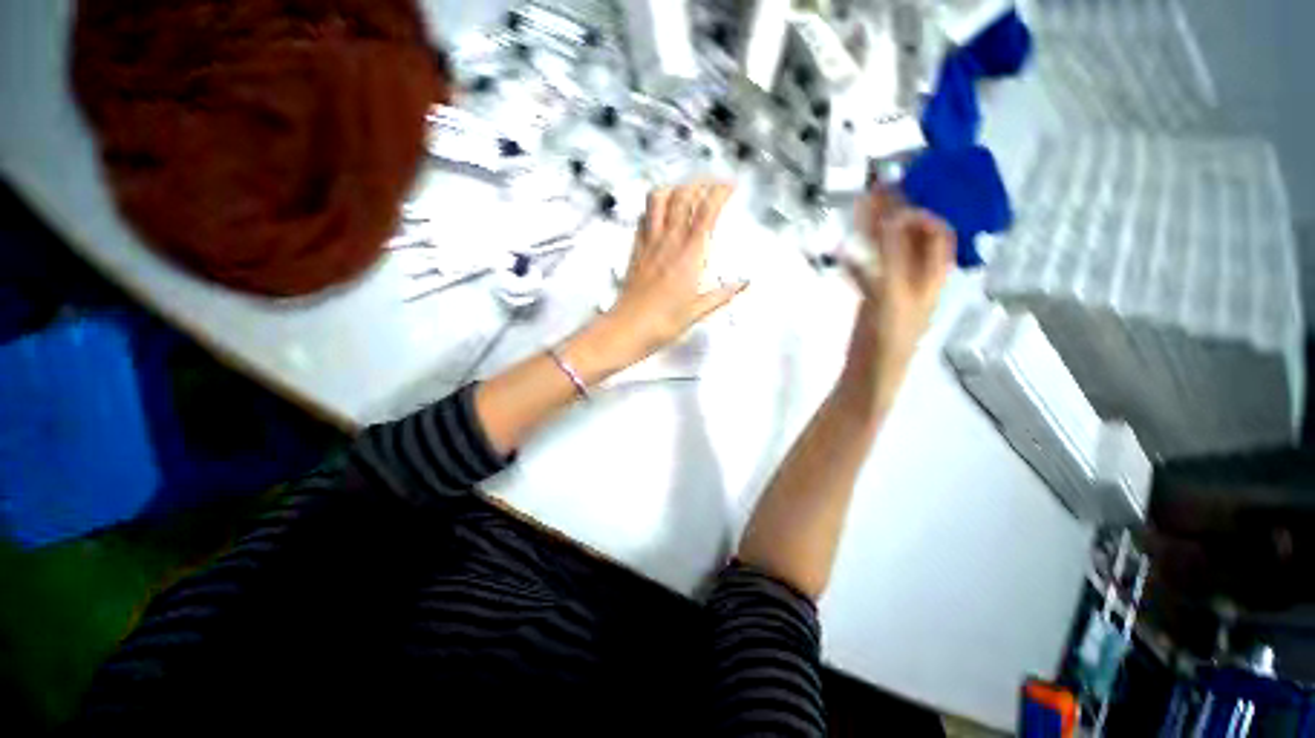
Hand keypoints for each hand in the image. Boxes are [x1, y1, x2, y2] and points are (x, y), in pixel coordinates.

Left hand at [607, 181, 745, 358]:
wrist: (627, 329)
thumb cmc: (661, 324)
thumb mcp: (698, 312)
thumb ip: (722, 295)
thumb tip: (743, 284)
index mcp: (688, 257)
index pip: (706, 212)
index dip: (719, 193)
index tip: (730, 186)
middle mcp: (668, 243)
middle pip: (682, 197)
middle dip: (700, 183)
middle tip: (712, 185)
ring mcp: (648, 244)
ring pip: (658, 201)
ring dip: (674, 189)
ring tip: (686, 192)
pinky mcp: (635, 251)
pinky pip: (643, 219)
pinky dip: (653, 208)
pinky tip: (660, 213)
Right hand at [840, 188, 953, 409]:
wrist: (869, 376)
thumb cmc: (886, 337)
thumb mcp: (893, 292)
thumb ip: (892, 255)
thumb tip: (891, 213)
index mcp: (931, 276)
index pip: (939, 234)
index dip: (922, 213)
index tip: (897, 201)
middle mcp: (917, 280)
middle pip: (913, 240)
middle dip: (897, 216)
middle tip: (874, 195)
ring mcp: (894, 292)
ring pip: (889, 255)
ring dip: (875, 234)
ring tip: (858, 214)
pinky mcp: (873, 304)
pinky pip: (869, 274)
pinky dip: (858, 260)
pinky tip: (842, 255)